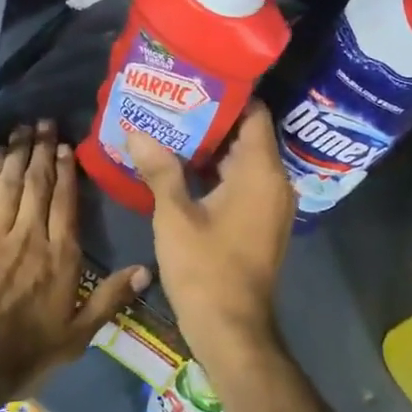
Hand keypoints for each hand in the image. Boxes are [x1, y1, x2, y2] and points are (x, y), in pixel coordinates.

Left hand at [0, 121, 149, 399]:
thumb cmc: (23, 353)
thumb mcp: (77, 336)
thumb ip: (110, 299)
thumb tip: (146, 269)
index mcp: (60, 256)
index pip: (65, 203)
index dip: (66, 172)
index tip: (66, 147)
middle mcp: (29, 236)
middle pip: (38, 184)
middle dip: (42, 151)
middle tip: (45, 123)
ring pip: (9, 184)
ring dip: (17, 154)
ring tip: (22, 130)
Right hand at [125, 102, 293, 375]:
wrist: (232, 330)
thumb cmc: (205, 269)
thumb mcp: (175, 215)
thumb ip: (159, 169)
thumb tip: (136, 131)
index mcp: (261, 172)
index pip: (253, 113)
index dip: (226, 94)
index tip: (193, 81)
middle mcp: (275, 182)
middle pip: (246, 135)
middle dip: (210, 119)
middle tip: (171, 102)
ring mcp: (271, 204)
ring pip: (243, 160)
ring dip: (210, 146)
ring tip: (169, 128)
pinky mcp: (262, 222)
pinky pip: (242, 182)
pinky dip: (217, 171)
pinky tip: (181, 167)